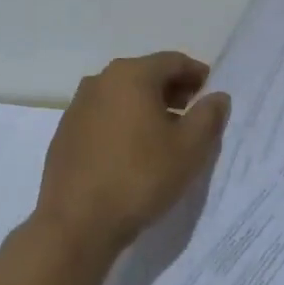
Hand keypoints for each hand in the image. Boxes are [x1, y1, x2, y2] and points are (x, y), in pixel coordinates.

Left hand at [35, 52, 230, 257]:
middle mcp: (100, 80)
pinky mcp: (65, 133)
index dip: (197, 74)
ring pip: (122, 96)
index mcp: (131, 75)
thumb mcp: (189, 148)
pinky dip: (123, 123)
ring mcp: (78, 106)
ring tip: (165, 135)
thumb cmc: (140, 177)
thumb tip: (217, 97)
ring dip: (147, 107)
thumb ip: (209, 116)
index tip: (211, 93)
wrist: (77, 223)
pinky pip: (103, 116)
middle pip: (146, 75)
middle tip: (192, 113)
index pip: (173, 61)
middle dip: (172, 90)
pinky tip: (133, 151)